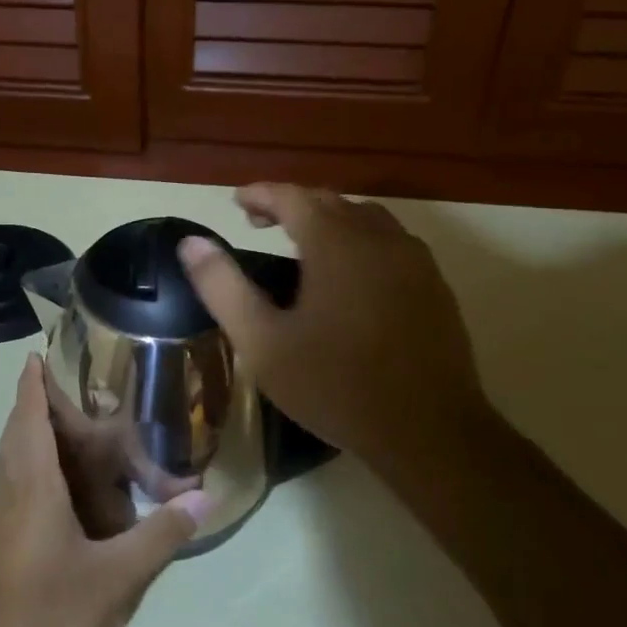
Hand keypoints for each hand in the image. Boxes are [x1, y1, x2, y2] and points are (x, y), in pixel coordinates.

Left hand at [0, 356, 206, 626]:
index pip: (28, 416)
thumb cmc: (50, 614)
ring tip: (73, 425)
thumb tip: (206, 498)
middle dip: (37, 402)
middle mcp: (13, 490)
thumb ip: (161, 535)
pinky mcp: (3, 538)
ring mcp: (3, 516)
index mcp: (33, 484)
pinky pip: (18, 480)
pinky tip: (66, 484)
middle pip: (18, 429)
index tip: (37, 352)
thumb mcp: (117, 577)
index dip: (32, 382)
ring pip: (14, 456)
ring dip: (34, 431)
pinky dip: (36, 461)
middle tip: (74, 387)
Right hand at [177, 183, 491, 480]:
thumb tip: (191, 242)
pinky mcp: (435, 284)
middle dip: (291, 204)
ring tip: (302, 243)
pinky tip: (349, 272)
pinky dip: (359, 238)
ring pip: (365, 217)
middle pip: (330, 200)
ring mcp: (414, 259)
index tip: (236, 202)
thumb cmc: (336, 386)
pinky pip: (390, 240)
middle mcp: (379, 238)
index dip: (261, 194)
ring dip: (329, 217)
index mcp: (335, 244)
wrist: (430, 432)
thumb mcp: (262, 343)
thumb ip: (223, 287)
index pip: (293, 196)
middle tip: (258, 223)